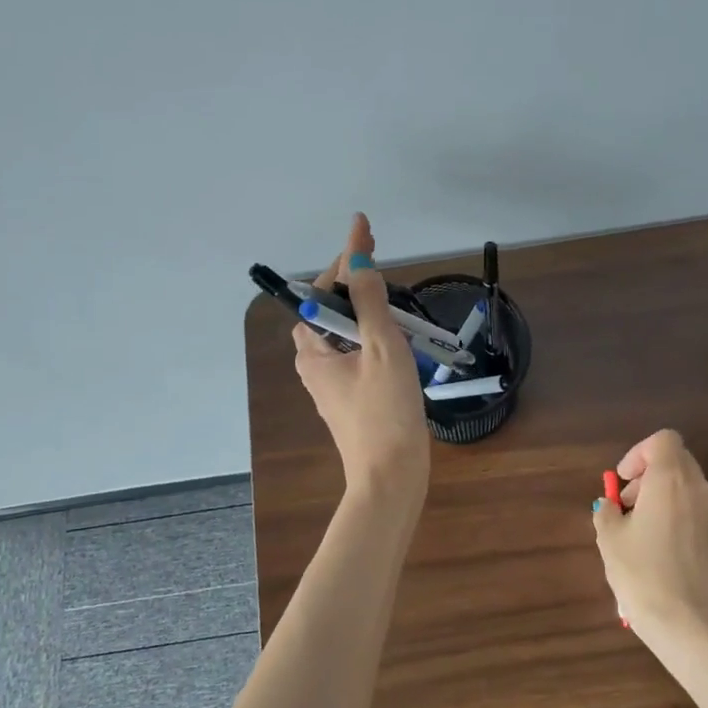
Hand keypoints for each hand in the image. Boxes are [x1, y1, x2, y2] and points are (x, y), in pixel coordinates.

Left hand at [293, 214, 430, 500]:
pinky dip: (371, 333)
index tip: (364, 230)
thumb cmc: (386, 412)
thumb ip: (370, 303)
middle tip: (375, 256)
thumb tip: (359, 262)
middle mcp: (315, 365)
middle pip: (329, 311)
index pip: (323, 292)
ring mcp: (333, 384)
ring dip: (362, 306)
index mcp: (313, 351)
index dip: (345, 259)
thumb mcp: (381, 349)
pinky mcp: (352, 399)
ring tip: (386, 289)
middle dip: (350, 280)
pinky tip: (393, 332)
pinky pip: (356, 353)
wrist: (393, 477)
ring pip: (344, 332)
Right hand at [591, 430, 707, 643]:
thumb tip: (611, 507)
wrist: (688, 625)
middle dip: (649, 475)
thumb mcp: (609, 539)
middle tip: (628, 504)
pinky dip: (679, 519)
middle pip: (677, 462)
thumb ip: (607, 512)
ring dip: (664, 497)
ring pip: (688, 489)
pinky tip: (662, 553)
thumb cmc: (642, 573)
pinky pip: (698, 515)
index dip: (639, 453)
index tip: (623, 481)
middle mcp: (698, 490)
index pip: (663, 440)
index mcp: (670, 480)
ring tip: (642, 532)